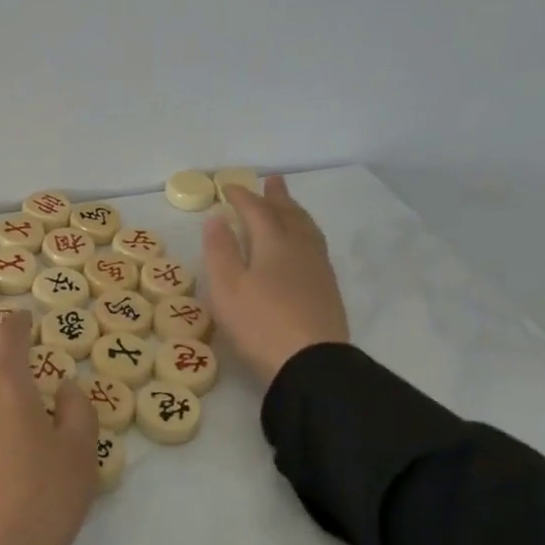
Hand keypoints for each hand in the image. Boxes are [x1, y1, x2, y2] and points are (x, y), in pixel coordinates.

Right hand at [202, 175, 350, 382]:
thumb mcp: (227, 288)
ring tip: (289, 206)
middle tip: (273, 180)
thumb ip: (220, 250)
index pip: (257, 211)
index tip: (229, 187)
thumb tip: (217, 218)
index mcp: (273, 244)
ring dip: (295, 213)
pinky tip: (302, 244)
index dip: (242, 197)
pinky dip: (304, 232)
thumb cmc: (259, 324)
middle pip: (289, 215)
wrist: (311, 363)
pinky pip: (315, 246)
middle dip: (277, 197)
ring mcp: (318, 269)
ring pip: (307, 229)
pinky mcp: (327, 289)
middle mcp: (300, 249)